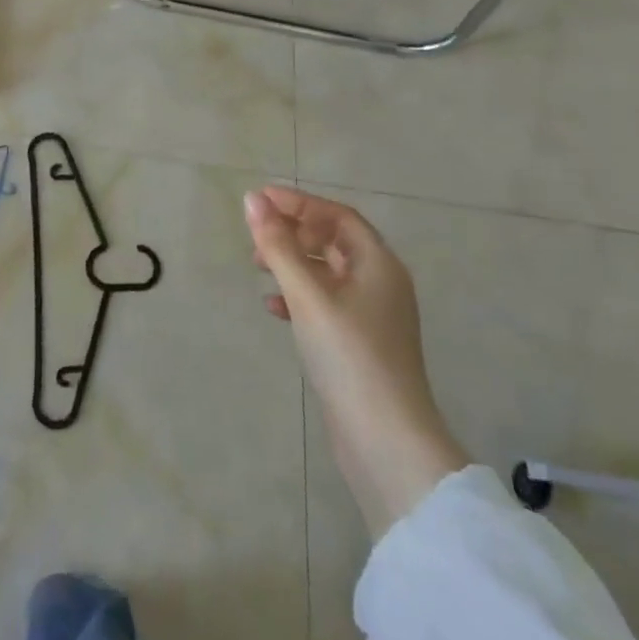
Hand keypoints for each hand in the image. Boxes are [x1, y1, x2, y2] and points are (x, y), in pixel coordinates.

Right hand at [245, 186, 468, 533]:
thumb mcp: (308, 295)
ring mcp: (372, 316)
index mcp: (378, 264)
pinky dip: (298, 297)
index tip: (259, 200)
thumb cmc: (349, 355)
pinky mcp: (360, 344)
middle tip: (255, 236)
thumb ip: (279, 245)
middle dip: (293, 233)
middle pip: (333, 241)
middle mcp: (380, 283)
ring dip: (292, 263)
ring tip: (258, 267)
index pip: (337, 216)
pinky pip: (325, 303)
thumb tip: (253, 199)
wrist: (385, 440)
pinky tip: (274, 308)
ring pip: (326, 273)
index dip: (298, 203)